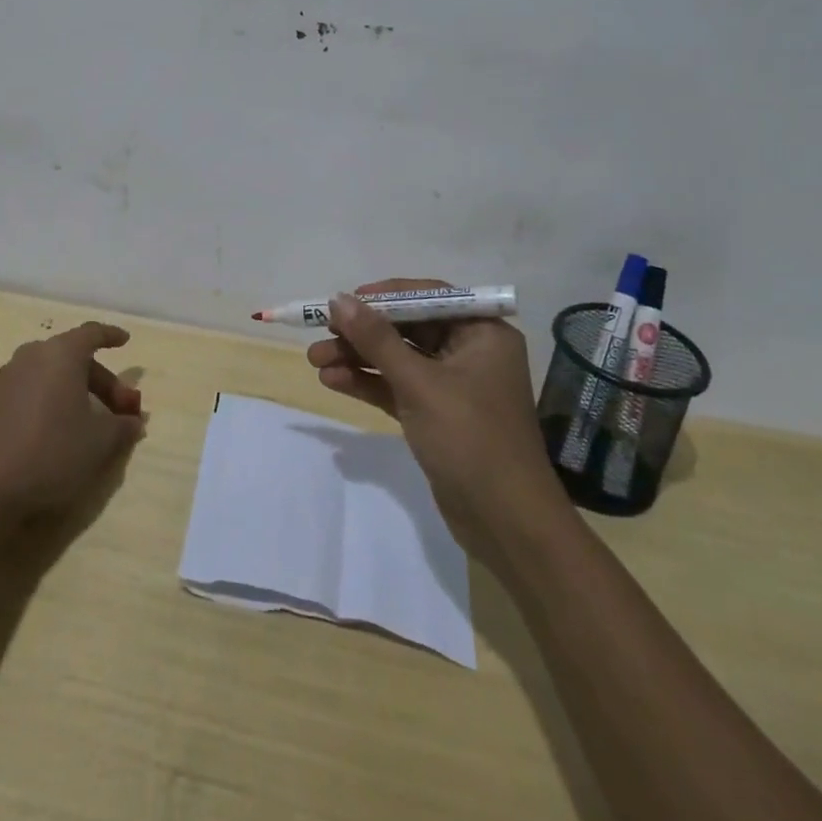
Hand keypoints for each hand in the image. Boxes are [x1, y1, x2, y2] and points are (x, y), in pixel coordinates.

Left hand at [0, 321, 144, 520]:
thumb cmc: (55, 455)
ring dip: (58, 381)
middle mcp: (31, 355)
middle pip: (70, 356)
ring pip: (35, 365)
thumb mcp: (102, 442)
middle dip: (98, 380)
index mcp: (63, 354)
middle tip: (116, 412)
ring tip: (71, 408)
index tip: (124, 341)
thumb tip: (133, 421)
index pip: (91, 333)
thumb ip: (123, 426)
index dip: (110, 335)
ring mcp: (1, 376)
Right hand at [307, 278, 558, 551]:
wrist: (507, 524)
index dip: (384, 296)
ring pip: (397, 359)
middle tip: (320, 332)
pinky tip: (332, 381)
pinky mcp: (436, 415)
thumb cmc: (471, 439)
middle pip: (407, 328)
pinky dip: (368, 383)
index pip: (428, 297)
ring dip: (358, 358)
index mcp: (482, 333)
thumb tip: (338, 299)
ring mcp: (452, 385)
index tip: (343, 300)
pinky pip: (397, 387)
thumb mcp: (420, 383)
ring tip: (315, 360)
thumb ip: (377, 339)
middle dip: (363, 332)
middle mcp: (469, 351)